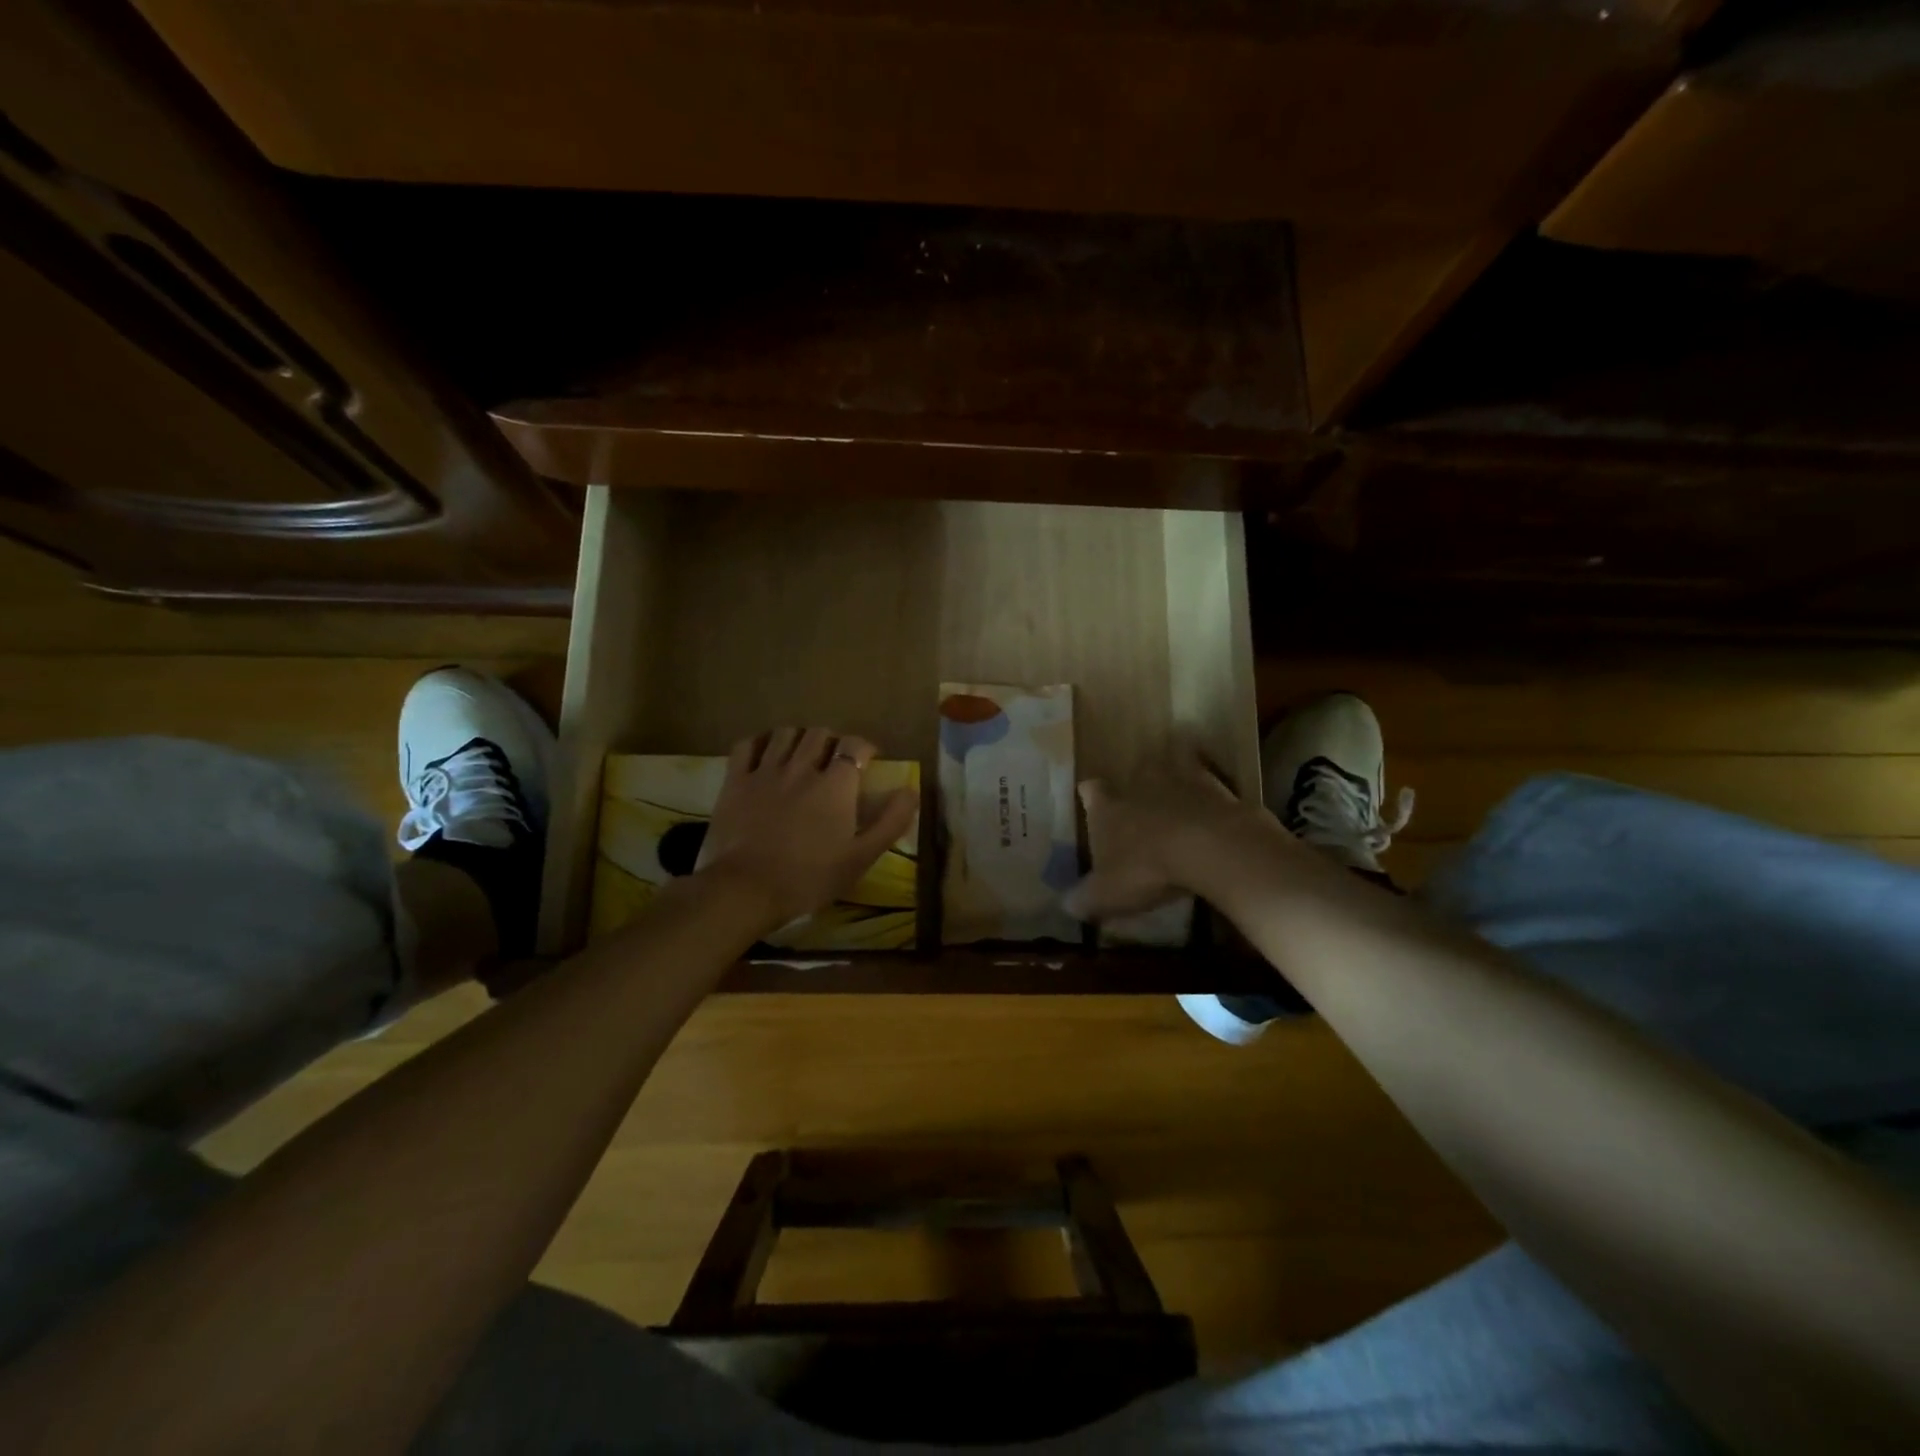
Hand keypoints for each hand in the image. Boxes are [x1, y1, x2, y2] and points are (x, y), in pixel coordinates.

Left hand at [697, 727, 919, 933]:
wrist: (746, 889)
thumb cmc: (809, 877)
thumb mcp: (861, 857)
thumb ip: (891, 821)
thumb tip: (910, 790)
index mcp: (835, 784)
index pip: (855, 746)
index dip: (865, 748)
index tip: (869, 760)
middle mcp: (802, 767)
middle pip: (820, 734)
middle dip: (832, 741)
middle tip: (835, 760)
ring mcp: (765, 771)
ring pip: (786, 734)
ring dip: (799, 738)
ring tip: (802, 754)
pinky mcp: (735, 781)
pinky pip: (747, 745)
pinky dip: (760, 743)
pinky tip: (765, 754)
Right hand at [1065, 754, 1267, 921]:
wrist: (1210, 849)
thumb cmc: (1147, 869)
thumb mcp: (1106, 895)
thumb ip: (1083, 899)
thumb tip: (1067, 905)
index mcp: (1108, 806)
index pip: (1091, 790)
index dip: (1090, 796)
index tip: (1090, 801)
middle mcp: (1140, 785)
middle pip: (1132, 775)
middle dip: (1134, 788)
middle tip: (1137, 806)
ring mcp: (1181, 781)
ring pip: (1172, 769)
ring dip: (1173, 781)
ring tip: (1177, 799)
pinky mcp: (1218, 788)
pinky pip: (1211, 783)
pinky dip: (1211, 793)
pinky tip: (1214, 808)